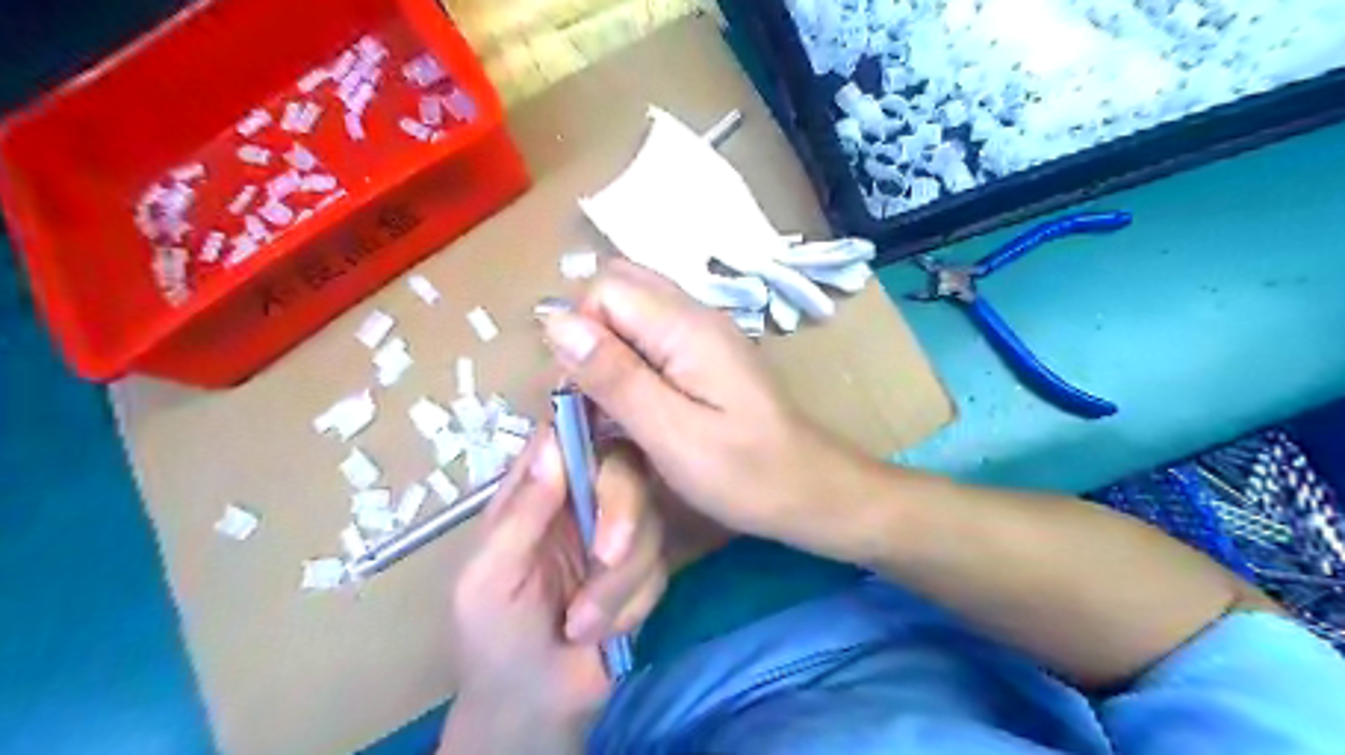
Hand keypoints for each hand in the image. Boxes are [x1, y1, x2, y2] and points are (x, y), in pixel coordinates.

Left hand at [441, 434, 665, 751]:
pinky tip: (601, 633)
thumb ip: (521, 513)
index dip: (593, 420)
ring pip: (649, 523)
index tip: (620, 417)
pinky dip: (631, 606)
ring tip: (581, 626)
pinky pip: (659, 569)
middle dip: (623, 514)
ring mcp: (615, 535)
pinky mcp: (643, 570)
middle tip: (607, 555)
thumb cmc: (493, 637)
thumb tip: (553, 442)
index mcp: (536, 492)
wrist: (535, 707)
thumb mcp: (489, 577)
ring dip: (619, 583)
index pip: (568, 435)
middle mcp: (581, 502)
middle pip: (624, 469)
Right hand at [540, 260, 865, 549]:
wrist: (810, 490)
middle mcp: (694, 313)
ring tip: (616, 407)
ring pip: (632, 314)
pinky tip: (640, 406)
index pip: (604, 288)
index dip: (581, 335)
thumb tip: (555, 321)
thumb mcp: (672, 433)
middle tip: (597, 397)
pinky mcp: (705, 355)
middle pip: (617, 290)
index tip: (586, 393)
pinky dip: (631, 363)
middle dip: (591, 338)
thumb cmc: (745, 473)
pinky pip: (651, 338)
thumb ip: (615, 376)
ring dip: (609, 353)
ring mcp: (703, 332)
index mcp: (685, 325)